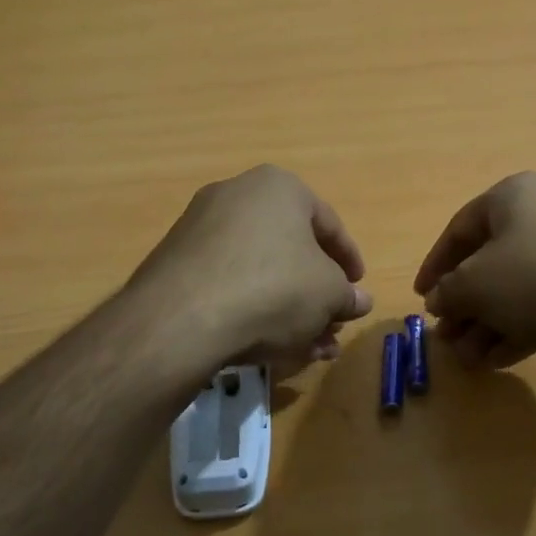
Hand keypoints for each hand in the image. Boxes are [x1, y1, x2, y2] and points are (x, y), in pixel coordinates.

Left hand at [130, 165, 372, 371]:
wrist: (182, 319)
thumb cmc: (274, 288)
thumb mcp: (329, 294)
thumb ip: (348, 295)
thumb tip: (359, 300)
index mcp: (279, 186)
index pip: (328, 223)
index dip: (349, 261)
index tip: (357, 289)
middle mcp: (237, 196)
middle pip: (291, 249)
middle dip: (316, 293)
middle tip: (331, 324)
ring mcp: (201, 228)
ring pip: (261, 270)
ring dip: (289, 308)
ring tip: (308, 348)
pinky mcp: (177, 263)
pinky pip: (229, 283)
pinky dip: (253, 309)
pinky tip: (269, 345)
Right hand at [413, 172, 535, 368]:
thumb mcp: (476, 286)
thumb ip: (448, 291)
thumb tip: (440, 299)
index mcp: (513, 196)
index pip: (459, 229)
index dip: (434, 266)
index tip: (421, 299)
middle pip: (490, 261)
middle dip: (465, 305)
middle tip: (448, 338)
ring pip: (519, 286)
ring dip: (489, 322)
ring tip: (471, 359)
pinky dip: (521, 325)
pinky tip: (502, 358)